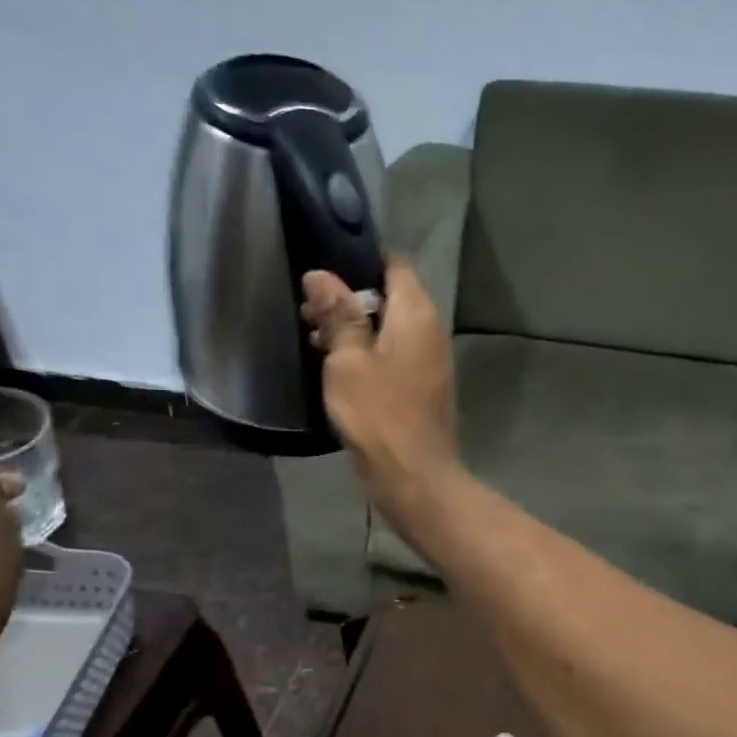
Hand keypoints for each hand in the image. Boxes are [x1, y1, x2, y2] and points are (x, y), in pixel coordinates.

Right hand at [302, 257, 460, 518]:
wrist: (415, 477)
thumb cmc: (379, 415)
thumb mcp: (348, 360)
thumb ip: (338, 315)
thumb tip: (321, 275)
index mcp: (416, 313)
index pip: (394, 263)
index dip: (358, 258)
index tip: (322, 266)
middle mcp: (430, 329)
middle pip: (389, 295)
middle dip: (348, 297)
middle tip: (307, 309)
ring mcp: (428, 361)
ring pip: (388, 328)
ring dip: (353, 328)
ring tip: (312, 337)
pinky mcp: (421, 387)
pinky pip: (392, 355)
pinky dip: (366, 353)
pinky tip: (334, 366)